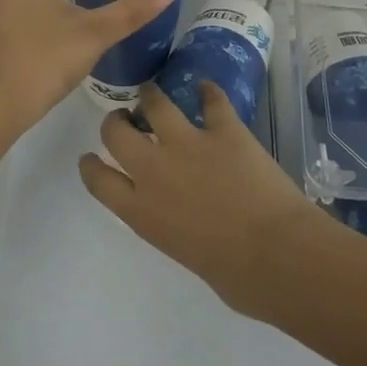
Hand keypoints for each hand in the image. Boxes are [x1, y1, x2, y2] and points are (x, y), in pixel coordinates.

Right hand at [79, 79, 326, 315]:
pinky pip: (212, 100)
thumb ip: (170, 225)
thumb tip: (183, 217)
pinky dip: (209, 92)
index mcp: (141, 212)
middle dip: (116, 121)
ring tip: (153, 92)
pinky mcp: (224, 130)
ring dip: (152, 96)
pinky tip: (208, 89)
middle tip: (125, 118)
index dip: (91, 164)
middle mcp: (154, 172)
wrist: (276, 255)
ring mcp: (188, 144)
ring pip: (156, 104)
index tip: (90, 156)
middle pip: (116, 133)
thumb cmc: (235, 276)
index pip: (99, 180)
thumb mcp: (183, 253)